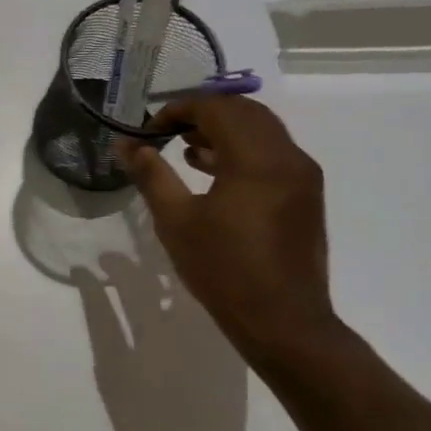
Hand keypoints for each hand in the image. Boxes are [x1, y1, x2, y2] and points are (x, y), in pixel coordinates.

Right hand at [117, 97, 341, 365]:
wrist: (282, 321)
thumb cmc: (223, 269)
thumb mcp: (176, 220)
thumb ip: (151, 175)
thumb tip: (126, 145)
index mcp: (257, 160)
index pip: (218, 109)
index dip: (179, 110)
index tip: (149, 129)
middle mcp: (288, 158)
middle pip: (245, 112)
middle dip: (203, 114)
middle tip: (166, 131)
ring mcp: (302, 177)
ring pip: (262, 131)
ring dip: (223, 130)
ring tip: (184, 148)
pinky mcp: (305, 196)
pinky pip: (272, 154)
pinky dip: (241, 150)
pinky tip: (211, 170)